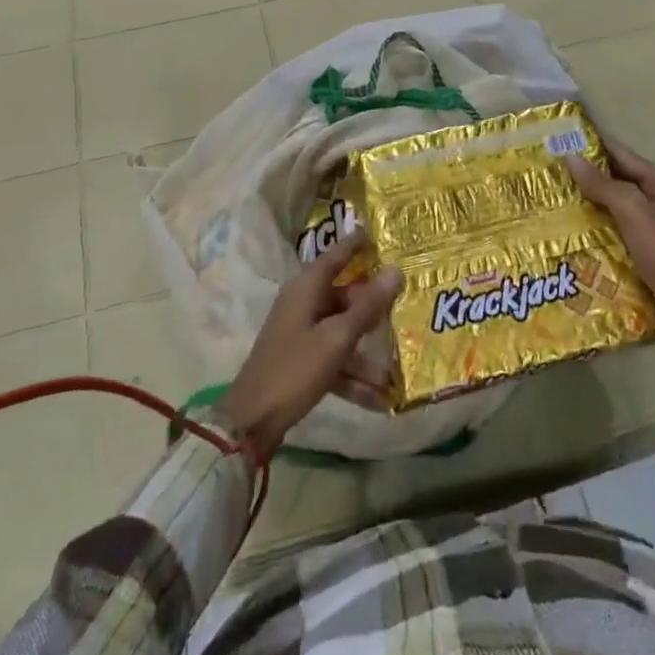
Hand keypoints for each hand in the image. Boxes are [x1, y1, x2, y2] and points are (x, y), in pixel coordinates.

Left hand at [218, 232, 403, 461]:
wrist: (251, 422)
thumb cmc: (295, 368)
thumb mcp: (337, 337)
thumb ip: (368, 306)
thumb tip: (396, 269)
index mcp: (306, 288)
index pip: (335, 256)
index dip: (355, 244)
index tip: (376, 232)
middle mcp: (303, 305)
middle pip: (344, 296)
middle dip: (372, 307)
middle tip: (403, 304)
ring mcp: (301, 335)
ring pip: (342, 333)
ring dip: (366, 354)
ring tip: (394, 372)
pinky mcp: (301, 363)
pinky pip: (334, 360)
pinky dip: (353, 377)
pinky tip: (379, 399)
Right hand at [567, 140, 654, 338]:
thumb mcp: (633, 211)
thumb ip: (603, 184)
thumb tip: (571, 158)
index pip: (625, 157)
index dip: (597, 146)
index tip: (567, 138)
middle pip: (621, 182)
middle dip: (590, 177)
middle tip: (554, 171)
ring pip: (617, 208)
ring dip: (591, 204)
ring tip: (557, 199)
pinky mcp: (649, 254)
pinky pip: (618, 232)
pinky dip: (598, 229)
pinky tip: (574, 231)